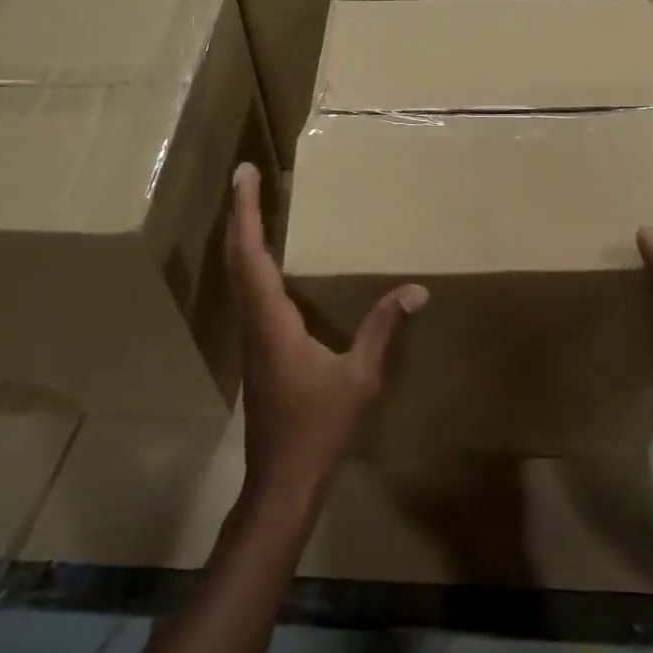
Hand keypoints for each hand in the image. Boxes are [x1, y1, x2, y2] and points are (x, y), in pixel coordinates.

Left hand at [226, 162, 426, 514]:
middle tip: (246, 178)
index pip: (251, 254)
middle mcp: (253, 321)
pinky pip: (247, 293)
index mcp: (272, 320)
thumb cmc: (318, 427)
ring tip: (253, 208)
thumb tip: (416, 290)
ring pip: (237, 275)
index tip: (244, 174)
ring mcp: (250, 337)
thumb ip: (383, 329)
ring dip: (241, 237)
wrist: (282, 479)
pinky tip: (266, 264)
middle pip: (236, 257)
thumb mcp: (360, 377)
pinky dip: (250, 263)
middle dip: (240, 213)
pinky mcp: (256, 349)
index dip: (246, 211)